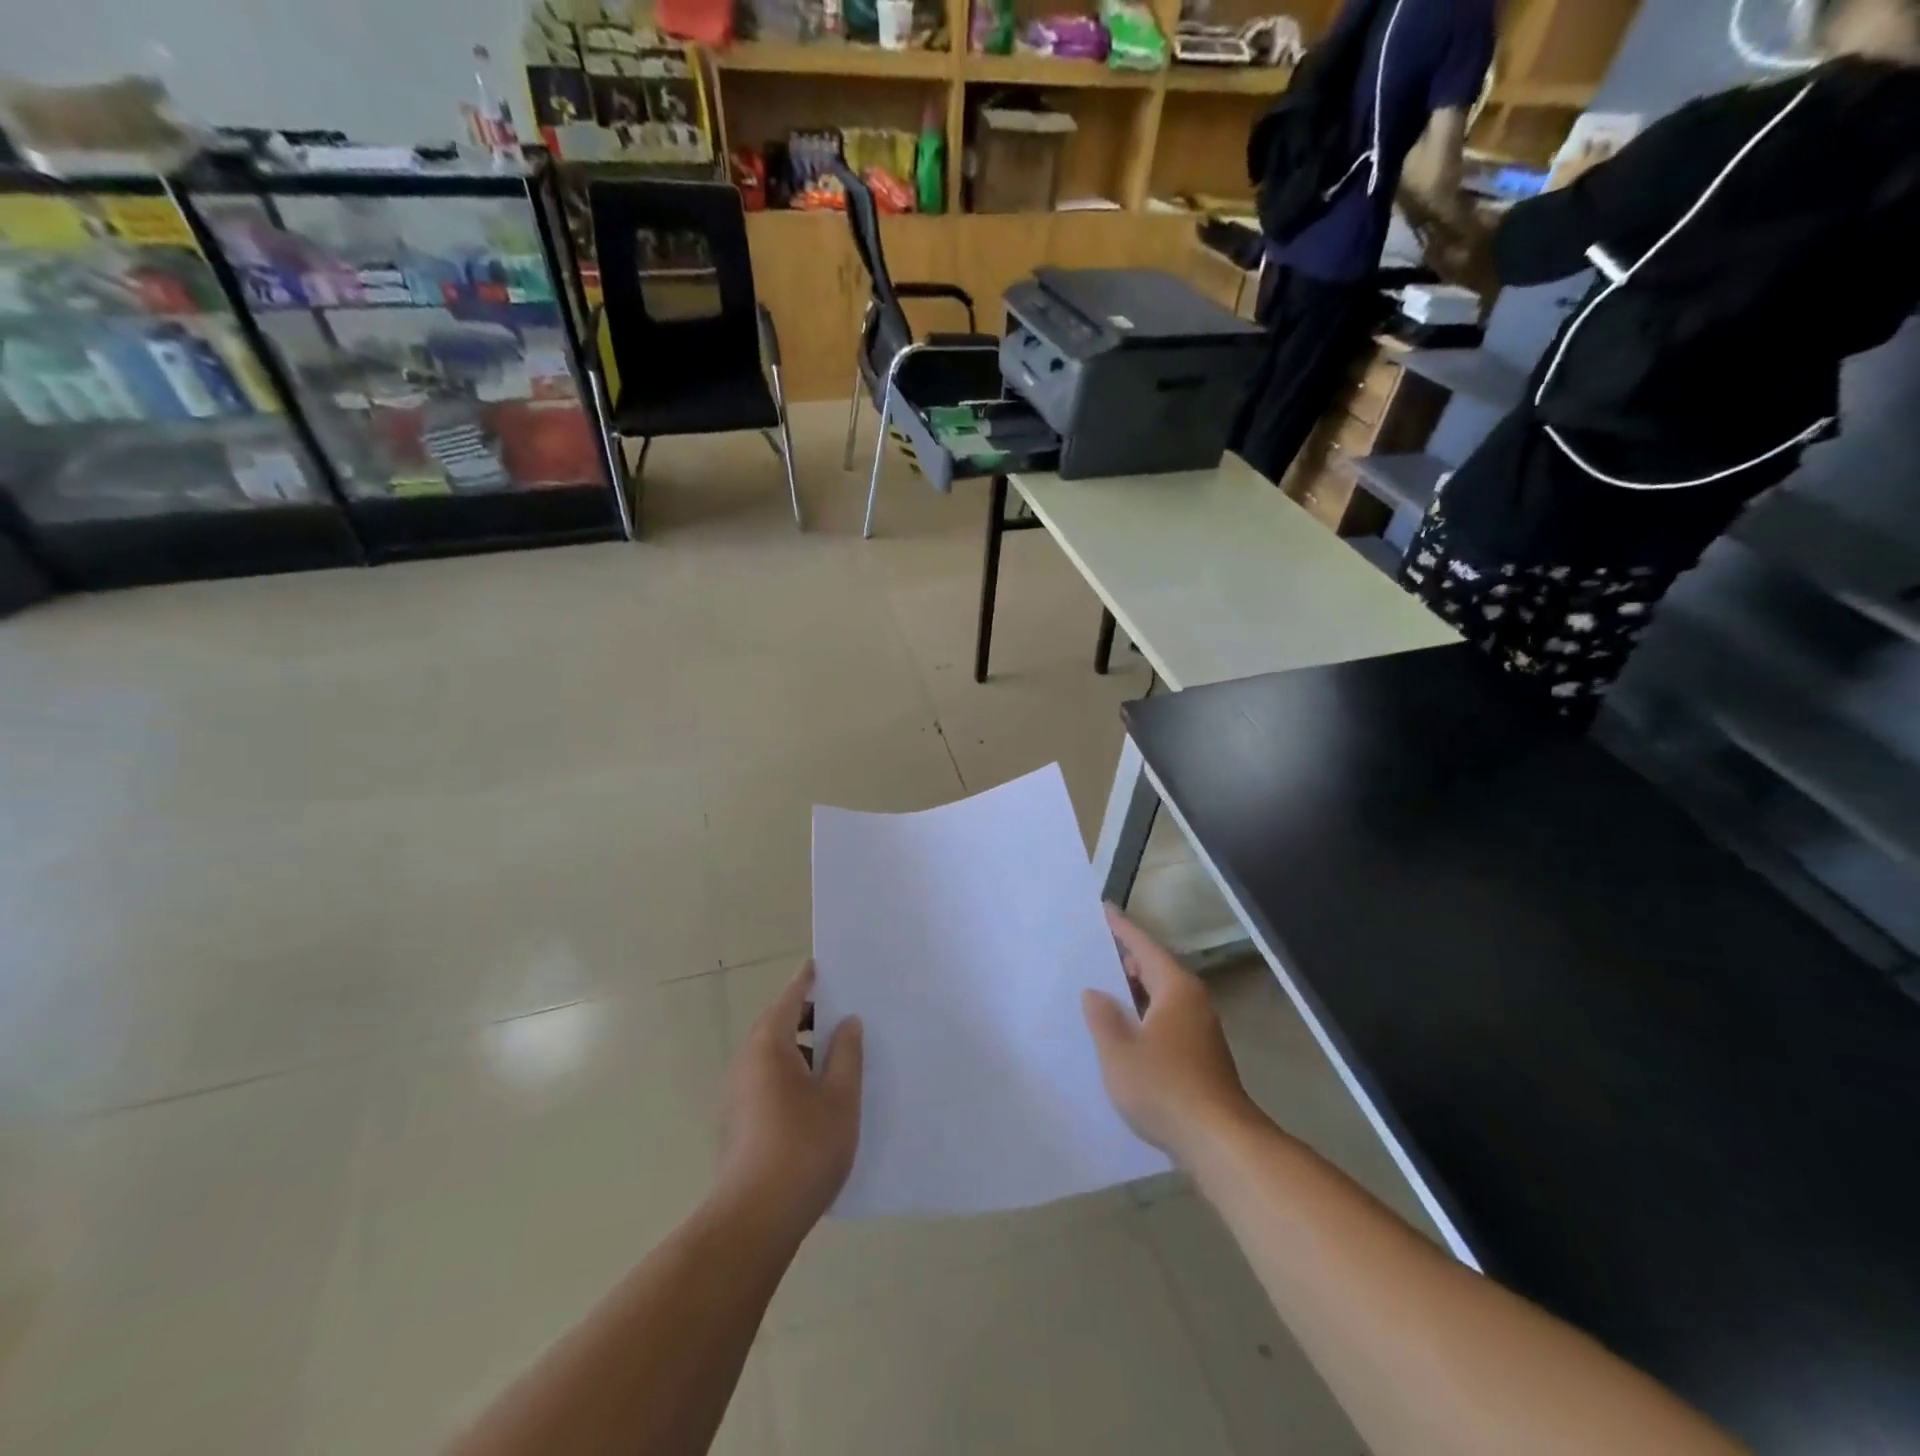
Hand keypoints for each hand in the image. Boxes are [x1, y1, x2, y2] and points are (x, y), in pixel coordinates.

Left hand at [717, 962, 862, 1237]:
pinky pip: (770, 1079)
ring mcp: (739, 1093)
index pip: (791, 997)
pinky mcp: (740, 1121)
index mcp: (770, 1045)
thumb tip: (848, 1022)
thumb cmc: (803, 1148)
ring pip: (776, 1055)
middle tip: (848, 1015)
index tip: (825, 965)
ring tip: (841, 1057)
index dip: (809, 980)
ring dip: (805, 1049)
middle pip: (781, 1024)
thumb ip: (847, 1053)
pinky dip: (794, 1073)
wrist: (754, 1220)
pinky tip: (821, 1096)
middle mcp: (748, 1061)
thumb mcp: (840, 1097)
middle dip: (812, 1017)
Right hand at [1082, 905, 1255, 1164]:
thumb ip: (1103, 1018)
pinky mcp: (1201, 1057)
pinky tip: (1123, 1033)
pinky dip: (1143, 1016)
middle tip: (1092, 951)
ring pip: (1161, 997)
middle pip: (1155, 969)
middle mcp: (1192, 1002)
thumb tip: (1095, 993)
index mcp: (1175, 989)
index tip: (1103, 910)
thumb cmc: (1165, 1087)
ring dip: (1133, 992)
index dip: (1122, 929)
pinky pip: (1165, 1020)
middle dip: (1125, 960)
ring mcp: (1200, 1031)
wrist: (1219, 1142)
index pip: (1144, 947)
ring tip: (1100, 989)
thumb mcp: (1119, 1052)